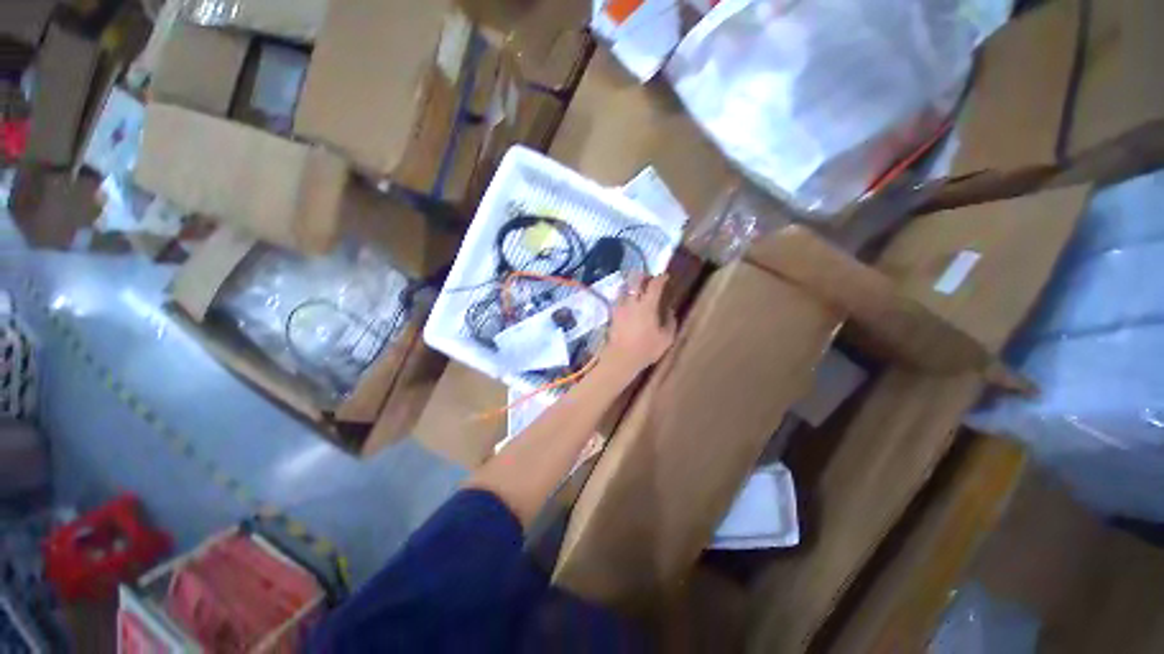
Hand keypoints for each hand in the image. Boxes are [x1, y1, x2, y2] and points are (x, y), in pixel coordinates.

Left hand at [602, 274, 677, 377]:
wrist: (621, 358)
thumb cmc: (646, 349)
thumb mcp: (666, 339)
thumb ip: (670, 323)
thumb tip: (670, 311)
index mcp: (647, 305)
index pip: (654, 285)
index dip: (661, 278)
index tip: (665, 276)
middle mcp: (632, 302)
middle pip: (635, 281)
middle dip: (643, 276)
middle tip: (648, 278)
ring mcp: (620, 307)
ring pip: (624, 288)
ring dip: (631, 285)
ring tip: (635, 289)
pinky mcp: (613, 315)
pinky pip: (618, 300)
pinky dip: (623, 297)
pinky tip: (626, 303)